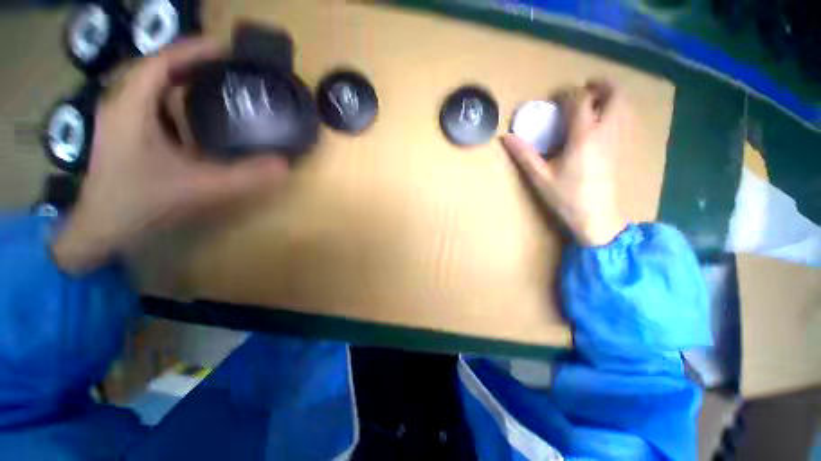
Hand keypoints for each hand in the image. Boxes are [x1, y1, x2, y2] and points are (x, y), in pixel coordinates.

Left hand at [52, 39, 289, 273]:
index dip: (193, 50)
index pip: (161, 62)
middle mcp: (122, 105)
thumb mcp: (198, 189)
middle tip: (227, 67)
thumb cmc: (141, 204)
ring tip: (214, 83)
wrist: (101, 230)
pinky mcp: (125, 134)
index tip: (227, 50)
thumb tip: (283, 166)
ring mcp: (121, 120)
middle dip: (192, 62)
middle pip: (157, 69)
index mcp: (131, 108)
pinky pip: (152, 105)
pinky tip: (193, 114)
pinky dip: (174, 100)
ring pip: (152, 86)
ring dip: (182, 79)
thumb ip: (243, 177)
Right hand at [502, 80, 626, 245]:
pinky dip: (616, 109)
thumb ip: (524, 155)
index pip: (581, 101)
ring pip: (624, 106)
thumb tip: (506, 138)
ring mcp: (617, 140)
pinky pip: (625, 119)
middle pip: (615, 95)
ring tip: (593, 100)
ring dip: (611, 96)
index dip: (568, 92)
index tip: (555, 96)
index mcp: (584, 137)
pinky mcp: (620, 148)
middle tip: (584, 87)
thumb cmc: (566, 197)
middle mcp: (605, 132)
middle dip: (601, 85)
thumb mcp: (540, 177)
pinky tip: (601, 120)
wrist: (595, 216)